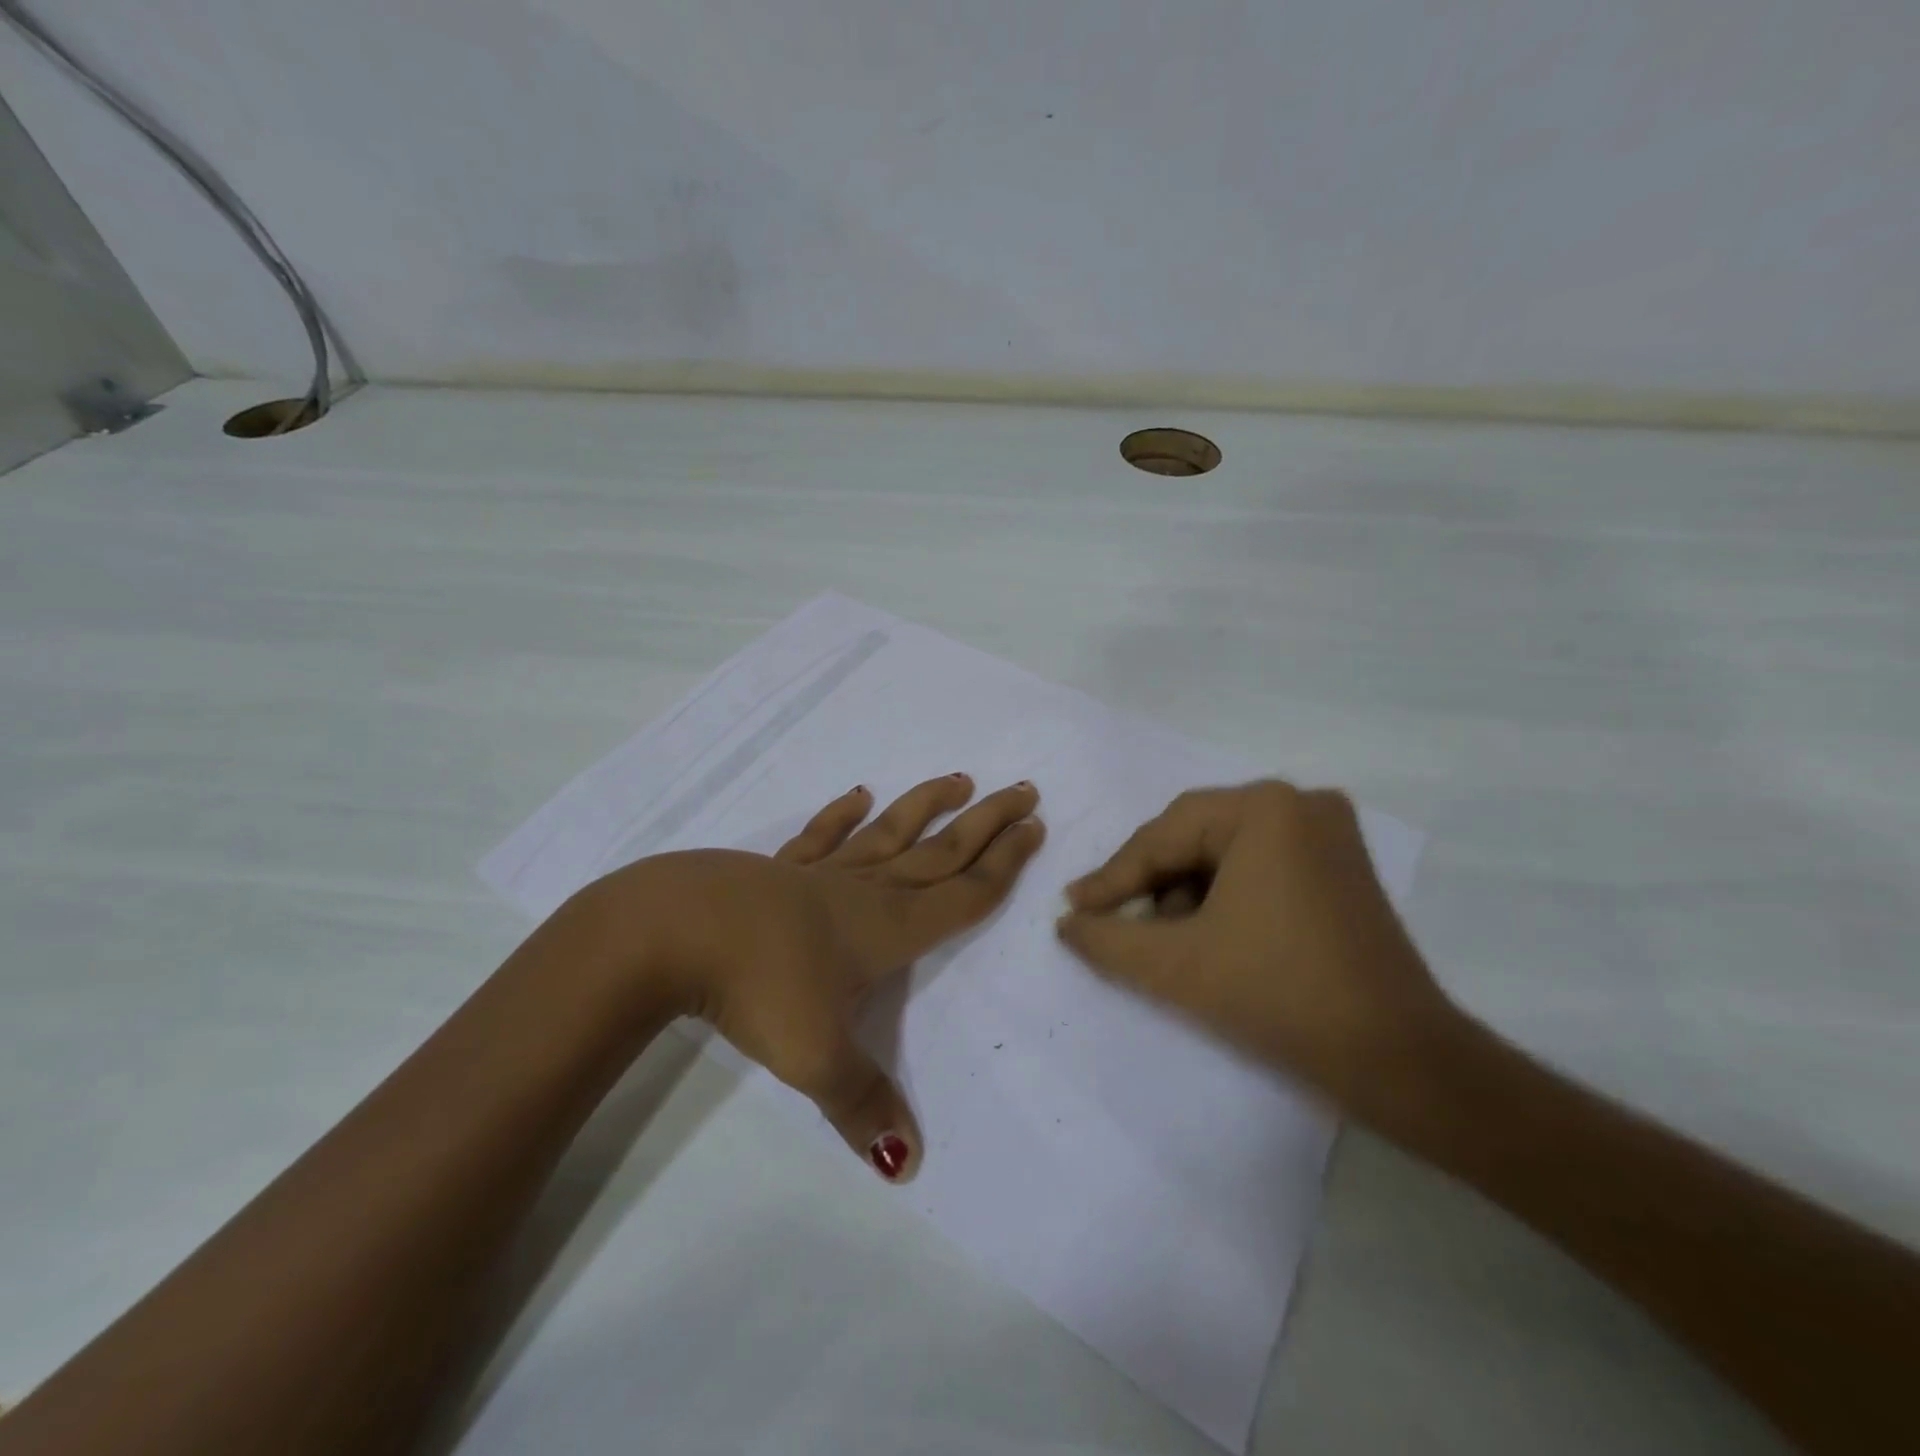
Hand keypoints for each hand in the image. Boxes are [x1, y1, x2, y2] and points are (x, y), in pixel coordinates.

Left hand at [582, 775, 1043, 1179]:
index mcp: (888, 929)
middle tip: (1024, 790)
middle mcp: (865, 892)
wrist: (675, 930)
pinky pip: (819, 837)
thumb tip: (908, 1166)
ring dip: (925, 806)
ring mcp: (820, 875)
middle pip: (940, 852)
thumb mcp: (816, 1056)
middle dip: (986, 823)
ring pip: (888, 833)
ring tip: (959, 779)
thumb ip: (863, 1105)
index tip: (1035, 828)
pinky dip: (840, 815)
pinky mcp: (778, 869)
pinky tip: (857, 795)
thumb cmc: (759, 986)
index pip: (963, 895)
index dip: (1004, 866)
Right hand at [1055, 780, 1458, 1125]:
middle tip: (1112, 918)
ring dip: (1186, 891)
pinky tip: (1211, 933)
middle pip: (1195, 837)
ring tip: (1165, 937)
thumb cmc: (1279, 996)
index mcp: (1263, 808)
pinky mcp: (1343, 864)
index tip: (1073, 907)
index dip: (1112, 877)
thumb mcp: (1175, 966)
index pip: (1164, 836)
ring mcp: (1329, 831)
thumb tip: (1066, 923)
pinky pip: (1261, 864)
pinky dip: (1226, 894)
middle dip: (1151, 882)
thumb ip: (1106, 939)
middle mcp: (1299, 803)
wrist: (1400, 1060)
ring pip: (1226, 851)